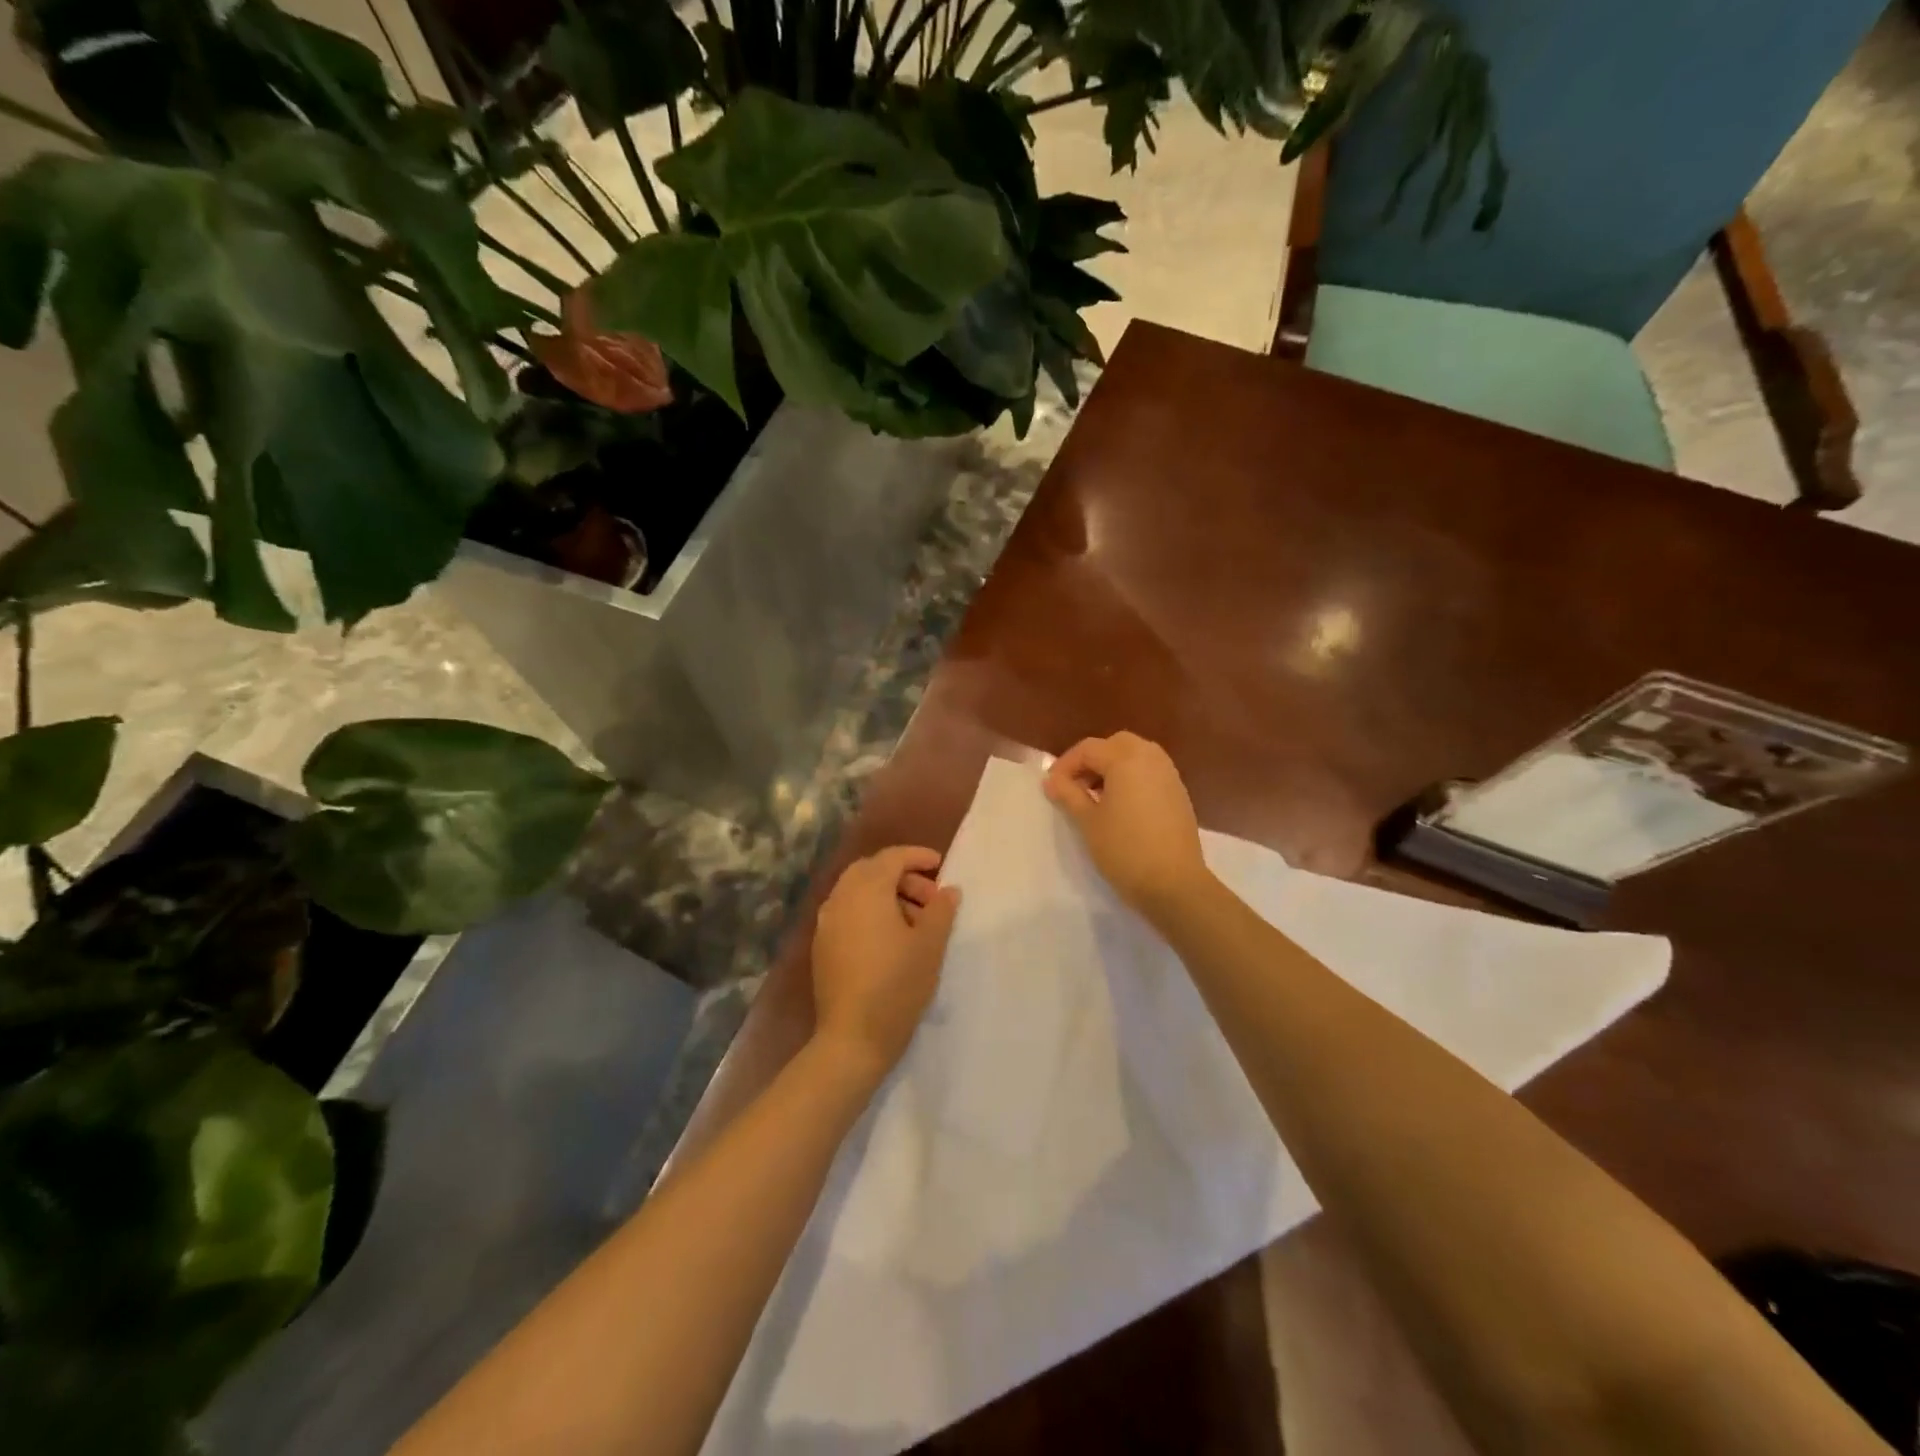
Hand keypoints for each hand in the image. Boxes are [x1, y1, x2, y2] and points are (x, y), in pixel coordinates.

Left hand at [810, 847, 960, 1080]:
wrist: (852, 1037)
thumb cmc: (897, 985)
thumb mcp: (930, 946)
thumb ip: (941, 910)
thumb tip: (948, 890)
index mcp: (866, 891)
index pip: (891, 857)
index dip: (917, 856)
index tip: (940, 865)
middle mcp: (841, 899)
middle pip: (871, 870)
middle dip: (902, 876)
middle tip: (930, 897)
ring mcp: (826, 923)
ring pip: (857, 892)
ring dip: (886, 895)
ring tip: (916, 921)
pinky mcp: (822, 946)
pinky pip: (847, 913)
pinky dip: (870, 912)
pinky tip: (891, 939)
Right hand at [1044, 732, 1210, 918]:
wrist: (1174, 884)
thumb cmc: (1124, 849)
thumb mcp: (1088, 822)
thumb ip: (1068, 794)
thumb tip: (1051, 780)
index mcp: (1126, 759)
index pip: (1088, 749)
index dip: (1065, 765)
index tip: (1051, 787)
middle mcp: (1151, 758)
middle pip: (1115, 745)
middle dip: (1091, 760)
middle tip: (1074, 786)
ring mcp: (1169, 775)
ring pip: (1135, 756)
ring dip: (1112, 768)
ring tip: (1095, 796)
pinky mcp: (1179, 794)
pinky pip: (1149, 773)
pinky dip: (1131, 778)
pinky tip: (1120, 806)